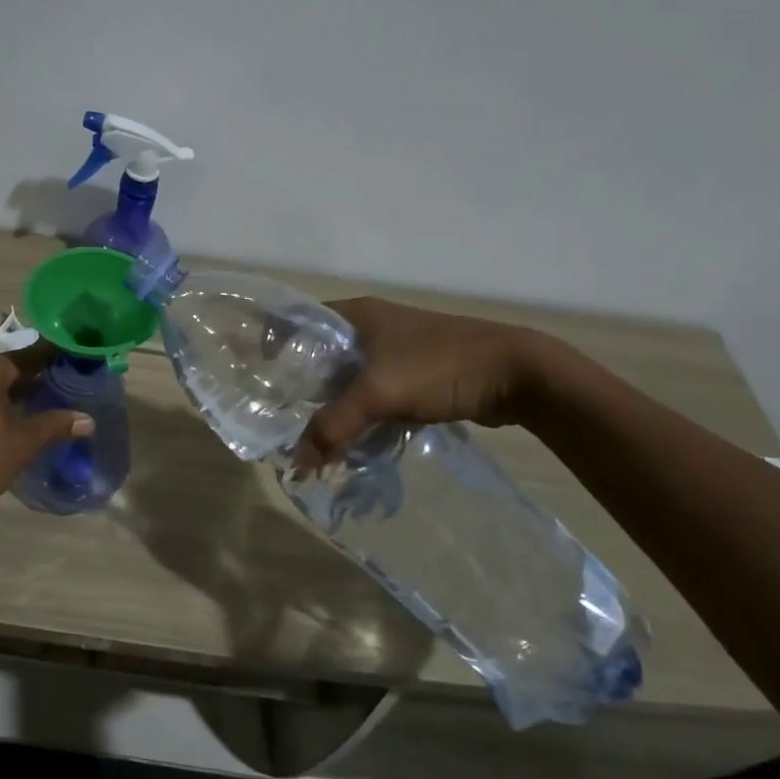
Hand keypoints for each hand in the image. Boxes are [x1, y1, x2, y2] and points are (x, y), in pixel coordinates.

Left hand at [0, 350, 93, 518]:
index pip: (30, 355)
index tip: (78, 364)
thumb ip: (54, 425)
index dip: (56, 360)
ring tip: (50, 404)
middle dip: (38, 379)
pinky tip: (18, 421)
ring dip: (19, 394)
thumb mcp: (22, 443)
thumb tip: (88, 420)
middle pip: (11, 368)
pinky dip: (0, 404)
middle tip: (70, 388)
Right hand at [295, 298, 548, 469]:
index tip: (260, 377)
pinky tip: (354, 436)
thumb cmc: (440, 367)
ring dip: (334, 403)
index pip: (300, 322)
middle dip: (303, 385)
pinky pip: (374, 390)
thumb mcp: (380, 394)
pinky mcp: (415, 372)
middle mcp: (372, 325)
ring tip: (313, 433)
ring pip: (349, 376)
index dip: (277, 345)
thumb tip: (296, 464)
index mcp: (356, 314)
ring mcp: (396, 348)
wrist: (519, 374)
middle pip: (322, 354)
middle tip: (282, 415)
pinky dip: (361, 410)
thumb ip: (334, 426)